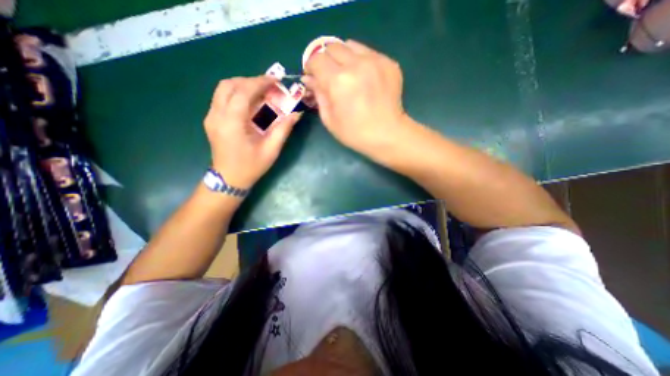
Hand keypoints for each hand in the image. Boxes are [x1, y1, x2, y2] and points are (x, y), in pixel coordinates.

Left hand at [202, 74, 300, 188]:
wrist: (229, 179)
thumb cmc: (251, 167)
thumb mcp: (271, 150)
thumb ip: (283, 129)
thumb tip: (296, 114)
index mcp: (231, 123)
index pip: (243, 91)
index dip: (260, 82)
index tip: (275, 80)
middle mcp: (216, 115)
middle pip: (229, 85)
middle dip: (251, 81)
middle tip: (269, 87)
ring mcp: (211, 117)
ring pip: (223, 89)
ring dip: (243, 86)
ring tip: (261, 93)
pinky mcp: (212, 120)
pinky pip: (222, 98)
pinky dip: (237, 94)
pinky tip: (251, 103)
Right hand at [303, 40, 408, 151]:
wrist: (387, 135)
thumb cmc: (355, 133)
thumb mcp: (330, 120)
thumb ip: (319, 95)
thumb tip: (309, 79)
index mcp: (338, 81)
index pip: (317, 59)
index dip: (311, 67)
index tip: (313, 76)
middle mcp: (356, 64)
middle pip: (332, 47)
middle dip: (326, 60)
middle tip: (330, 76)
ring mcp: (375, 61)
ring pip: (351, 45)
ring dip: (344, 57)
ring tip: (348, 75)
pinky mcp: (389, 63)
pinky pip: (368, 52)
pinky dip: (361, 61)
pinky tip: (365, 79)